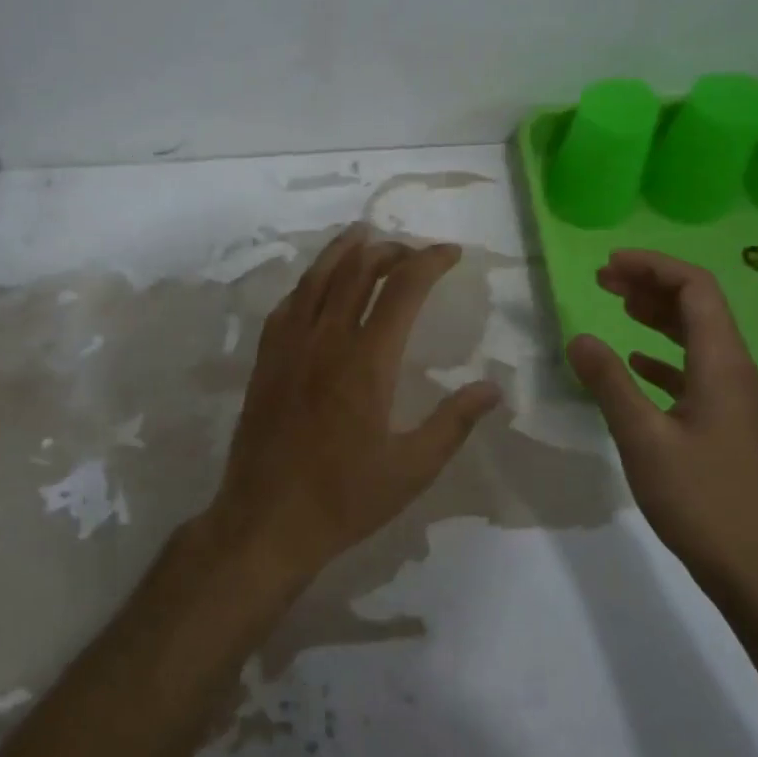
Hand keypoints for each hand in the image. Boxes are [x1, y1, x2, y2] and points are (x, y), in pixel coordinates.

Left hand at [209, 224, 501, 589]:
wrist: (266, 521)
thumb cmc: (344, 499)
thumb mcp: (412, 469)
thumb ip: (453, 422)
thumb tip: (492, 387)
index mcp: (367, 361)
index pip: (402, 289)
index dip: (429, 262)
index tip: (451, 253)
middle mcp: (325, 340)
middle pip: (357, 272)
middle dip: (389, 251)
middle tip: (412, 251)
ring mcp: (289, 348)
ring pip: (316, 279)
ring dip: (342, 252)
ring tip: (362, 236)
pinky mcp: (265, 362)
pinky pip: (286, 306)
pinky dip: (307, 284)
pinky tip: (315, 286)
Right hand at [566, 250, 757, 602]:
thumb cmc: (701, 500)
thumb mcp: (643, 438)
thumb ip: (609, 383)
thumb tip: (579, 338)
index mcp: (723, 366)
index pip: (696, 290)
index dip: (654, 267)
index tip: (609, 265)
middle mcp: (737, 373)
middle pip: (699, 308)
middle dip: (652, 285)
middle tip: (604, 280)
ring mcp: (737, 400)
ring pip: (698, 339)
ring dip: (659, 317)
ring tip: (618, 306)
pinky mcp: (730, 425)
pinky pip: (697, 372)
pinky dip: (665, 357)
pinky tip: (639, 364)